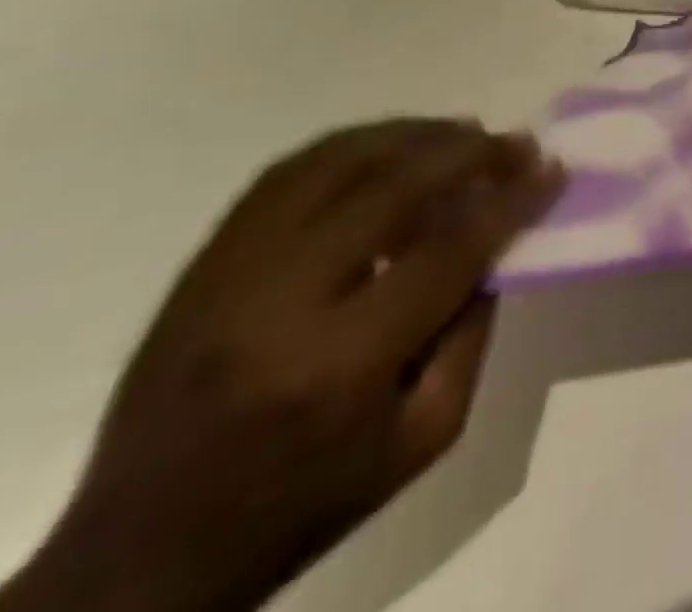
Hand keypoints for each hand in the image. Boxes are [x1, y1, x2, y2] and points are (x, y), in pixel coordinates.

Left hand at [0, 119, 562, 611]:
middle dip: (470, 152)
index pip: (448, 249)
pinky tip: (393, 145)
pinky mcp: (199, 265)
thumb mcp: (426, 435)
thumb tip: (497, 241)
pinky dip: (352, 145)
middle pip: (392, 187)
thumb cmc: (309, 500)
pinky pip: (283, 175)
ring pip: (334, 163)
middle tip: (516, 142)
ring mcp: (226, 276)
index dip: (511, 199)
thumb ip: (472, 329)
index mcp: (340, 363)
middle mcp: (277, 304)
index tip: (552, 168)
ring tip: (462, 132)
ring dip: (413, 134)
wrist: (140, 559)